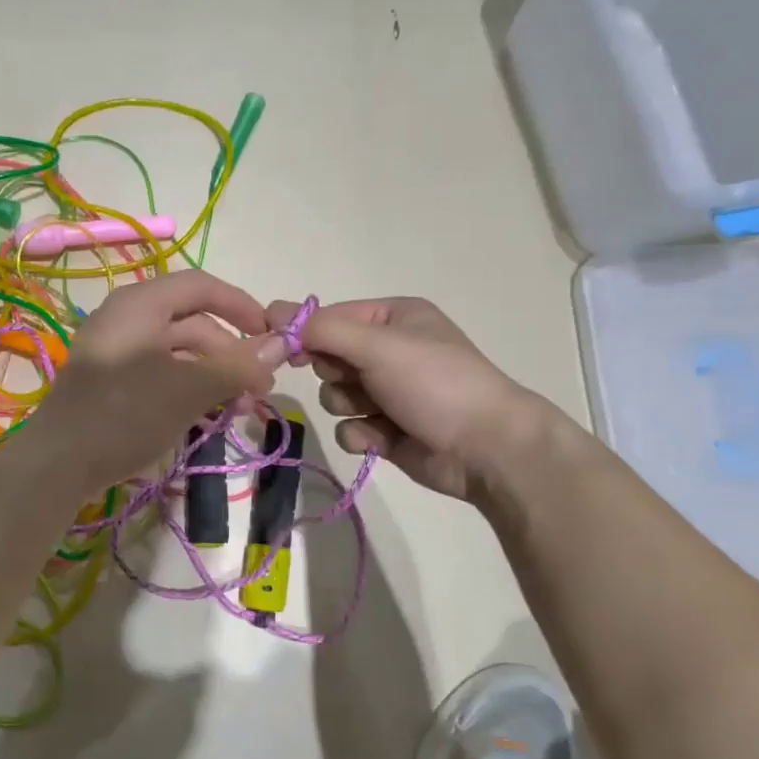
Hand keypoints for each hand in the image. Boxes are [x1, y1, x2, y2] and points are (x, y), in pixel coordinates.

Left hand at [28, 271, 288, 493]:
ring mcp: (115, 351)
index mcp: (141, 304)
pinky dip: (186, 389)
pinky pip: (158, 374)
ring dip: (212, 376)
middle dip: (230, 353)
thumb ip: (236, 365)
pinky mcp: (109, 383)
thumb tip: (282, 345)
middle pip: (191, 322)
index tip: (272, 336)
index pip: (201, 286)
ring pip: (177, 353)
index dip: (241, 306)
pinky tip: (206, 416)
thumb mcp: (189, 389)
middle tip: (259, 389)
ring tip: (239, 408)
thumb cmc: (126, 414)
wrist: (58, 464)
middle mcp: (126, 319)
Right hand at [266, 296, 545, 502]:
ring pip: (333, 395)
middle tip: (357, 380)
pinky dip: (361, 435)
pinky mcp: (385, 429)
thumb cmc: (435, 383)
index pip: (329, 317)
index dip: (302, 333)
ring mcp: (387, 392)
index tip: (276, 347)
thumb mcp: (378, 345)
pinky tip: (383, 439)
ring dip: (348, 406)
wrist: (486, 448)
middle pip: (327, 358)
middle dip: (335, 373)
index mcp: (393, 317)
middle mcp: (388, 350)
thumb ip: (322, 330)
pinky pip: (348, 428)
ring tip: (379, 413)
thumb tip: (272, 310)